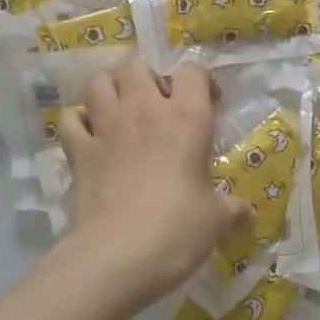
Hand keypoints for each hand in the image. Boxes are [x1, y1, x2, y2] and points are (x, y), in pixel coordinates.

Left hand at [57, 57, 252, 306]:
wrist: (119, 254)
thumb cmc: (179, 229)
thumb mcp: (216, 220)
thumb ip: (233, 210)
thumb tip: (249, 216)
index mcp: (186, 118)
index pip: (193, 71)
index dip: (201, 81)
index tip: (207, 103)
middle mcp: (143, 110)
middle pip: (137, 64)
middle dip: (147, 76)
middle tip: (157, 102)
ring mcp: (105, 128)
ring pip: (98, 81)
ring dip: (109, 87)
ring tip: (119, 109)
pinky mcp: (78, 152)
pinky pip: (70, 119)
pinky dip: (78, 122)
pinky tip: (89, 136)